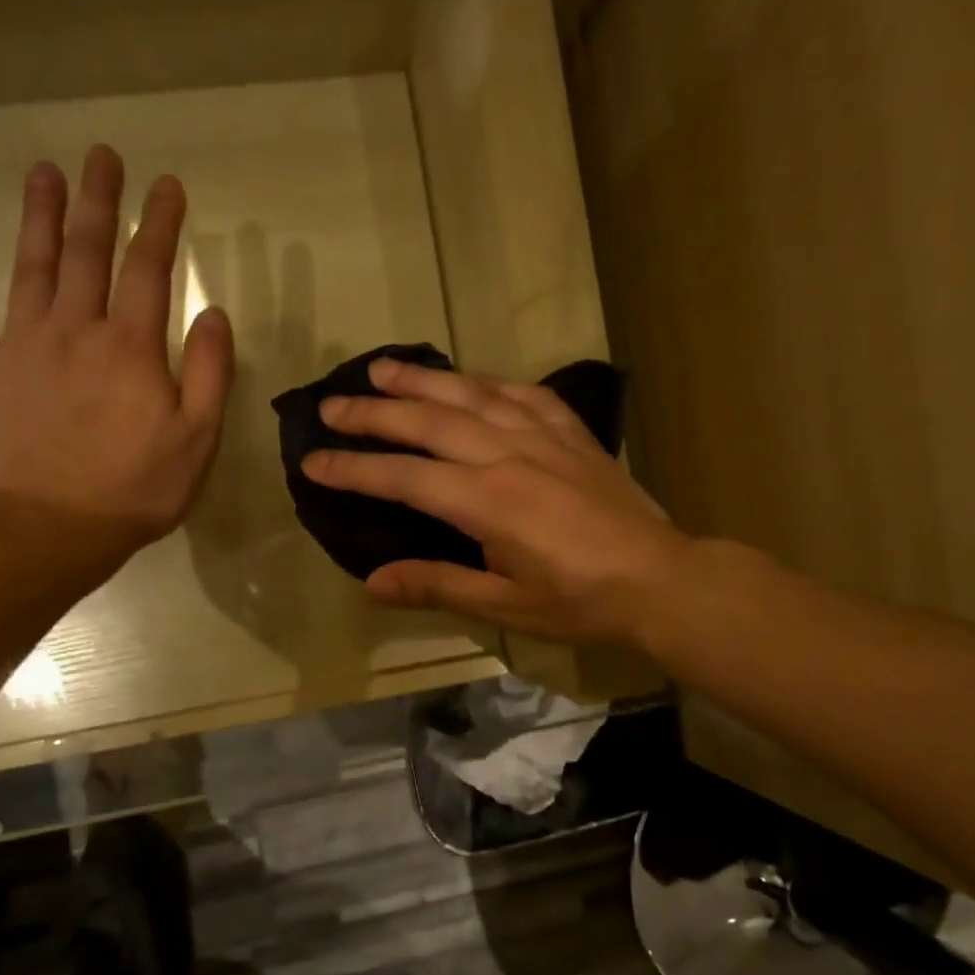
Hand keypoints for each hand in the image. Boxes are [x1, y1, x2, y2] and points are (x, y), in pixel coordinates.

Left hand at [0, 146, 233, 576]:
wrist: (47, 530)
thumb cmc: (135, 489)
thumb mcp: (198, 440)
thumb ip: (211, 374)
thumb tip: (215, 314)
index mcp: (132, 347)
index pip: (150, 269)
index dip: (160, 223)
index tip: (168, 185)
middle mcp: (75, 330)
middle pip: (86, 251)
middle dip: (97, 201)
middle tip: (101, 155)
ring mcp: (22, 346)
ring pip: (30, 266)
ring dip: (38, 216)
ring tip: (44, 172)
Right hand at [302, 358, 692, 646]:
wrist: (660, 580)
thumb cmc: (580, 601)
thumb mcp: (505, 605)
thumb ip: (437, 586)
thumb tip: (372, 583)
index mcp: (486, 502)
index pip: (403, 477)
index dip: (354, 468)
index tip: (313, 461)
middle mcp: (507, 455)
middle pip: (428, 423)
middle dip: (374, 413)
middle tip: (331, 405)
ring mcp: (543, 436)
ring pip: (470, 394)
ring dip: (423, 380)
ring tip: (383, 368)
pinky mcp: (572, 432)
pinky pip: (523, 393)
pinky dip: (488, 382)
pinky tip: (470, 380)